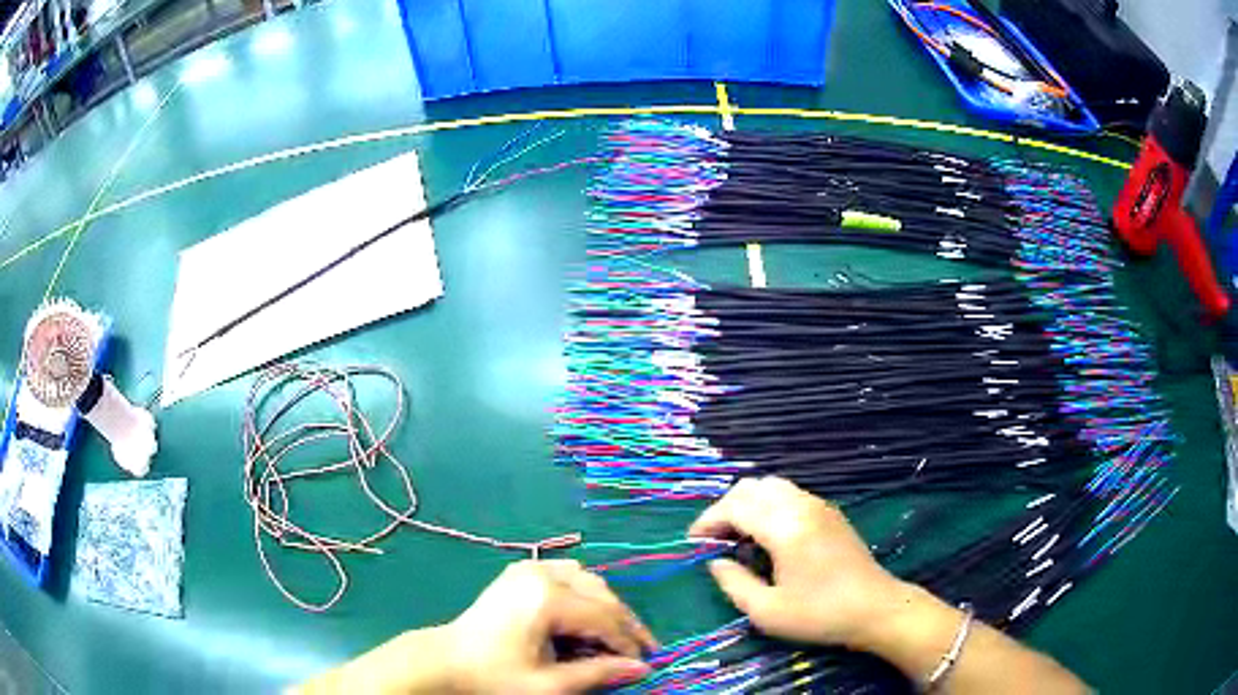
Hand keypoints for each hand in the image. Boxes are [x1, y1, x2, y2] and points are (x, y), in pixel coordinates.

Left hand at [447, 559, 656, 692]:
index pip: (605, 619)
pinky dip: (585, 594)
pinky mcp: (521, 571)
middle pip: (602, 596)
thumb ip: (598, 674)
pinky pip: (567, 575)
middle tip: (641, 651)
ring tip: (616, 637)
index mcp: (547, 598)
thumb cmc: (494, 677)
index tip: (646, 664)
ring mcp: (530, 567)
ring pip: (588, 581)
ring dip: (606, 608)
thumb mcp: (549, 685)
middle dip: (624, 625)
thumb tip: (642, 668)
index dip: (629, 643)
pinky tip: (586, 615)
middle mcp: (542, 573)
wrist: (446, 661)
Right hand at [689, 476, 903, 648]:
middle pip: (752, 487)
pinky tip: (767, 534)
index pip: (735, 507)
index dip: (708, 521)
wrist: (876, 608)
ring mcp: (819, 506)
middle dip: (725, 507)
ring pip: (772, 485)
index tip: (693, 541)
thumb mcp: (767, 611)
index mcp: (785, 528)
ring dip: (747, 503)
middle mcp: (801, 507)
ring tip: (738, 535)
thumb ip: (734, 584)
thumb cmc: (820, 614)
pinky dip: (768, 504)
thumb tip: (716, 562)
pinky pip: (790, 494)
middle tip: (714, 538)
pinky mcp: (830, 512)